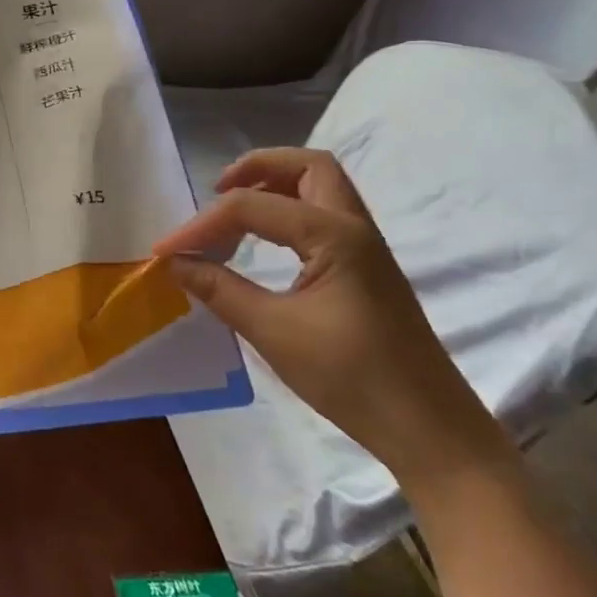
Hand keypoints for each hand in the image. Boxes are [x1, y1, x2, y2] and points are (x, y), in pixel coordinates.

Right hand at [154, 148, 512, 485]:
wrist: (430, 430)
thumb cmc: (352, 378)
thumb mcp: (272, 331)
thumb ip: (219, 288)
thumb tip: (174, 263)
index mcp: (334, 236)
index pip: (252, 206)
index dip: (202, 224)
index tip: (165, 252)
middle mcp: (354, 228)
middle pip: (307, 165)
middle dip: (255, 168)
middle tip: (215, 191)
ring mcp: (366, 246)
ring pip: (320, 186)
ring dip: (274, 186)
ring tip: (232, 214)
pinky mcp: (366, 267)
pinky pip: (323, 215)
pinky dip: (288, 211)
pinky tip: (262, 243)